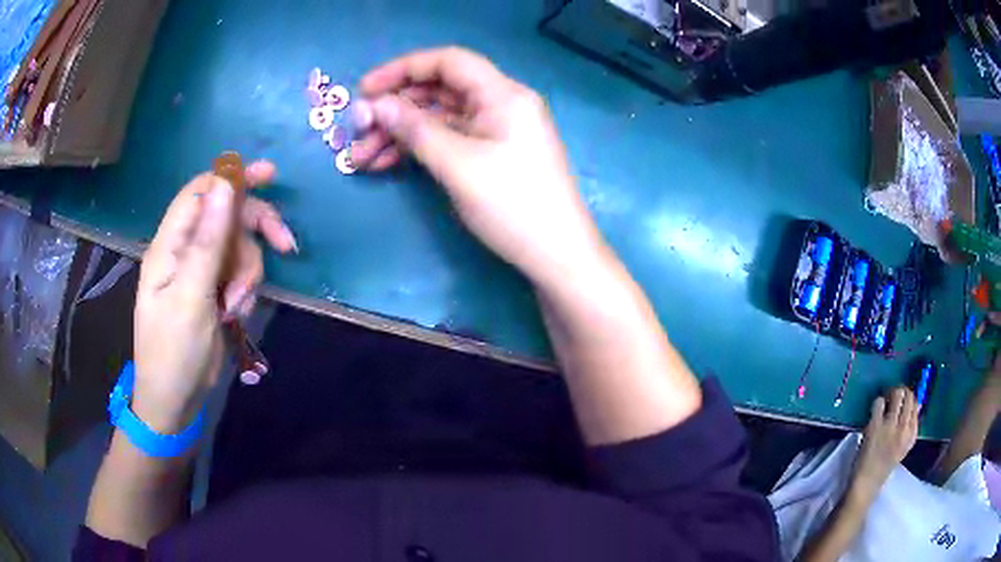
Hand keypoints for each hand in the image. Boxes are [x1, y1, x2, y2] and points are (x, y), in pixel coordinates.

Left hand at [133, 161, 294, 432]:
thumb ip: (208, 241)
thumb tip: (225, 185)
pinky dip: (245, 290)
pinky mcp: (213, 291)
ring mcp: (200, 272)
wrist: (174, 400)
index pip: (201, 192)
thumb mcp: (191, 297)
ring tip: (237, 306)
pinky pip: (239, 275)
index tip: (270, 177)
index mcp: (170, 245)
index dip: (232, 178)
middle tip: (285, 244)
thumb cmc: (173, 352)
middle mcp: (185, 251)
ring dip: (248, 273)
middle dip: (255, 230)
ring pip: (238, 249)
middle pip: (227, 217)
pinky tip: (236, 314)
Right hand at [351, 47, 602, 283]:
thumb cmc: (513, 206)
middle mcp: (500, 104)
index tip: (364, 89)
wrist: (557, 255)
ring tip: (360, 159)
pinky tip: (384, 165)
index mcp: (502, 94)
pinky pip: (447, 140)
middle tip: (356, 132)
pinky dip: (417, 149)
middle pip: (439, 91)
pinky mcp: (490, 154)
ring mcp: (495, 130)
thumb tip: (377, 106)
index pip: (448, 62)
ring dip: (398, 134)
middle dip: (394, 109)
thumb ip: (415, 130)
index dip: (403, 68)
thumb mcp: (458, 165)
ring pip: (438, 118)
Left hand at [852, 387, 918, 500]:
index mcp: (911, 436)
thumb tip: (917, 405)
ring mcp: (889, 426)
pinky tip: (875, 412)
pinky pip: (879, 402)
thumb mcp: (902, 448)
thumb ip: (910, 429)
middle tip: (894, 397)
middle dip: (902, 392)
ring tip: (886, 401)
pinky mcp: (875, 426)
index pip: (916, 406)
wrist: (865, 486)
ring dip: (891, 394)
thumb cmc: (883, 469)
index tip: (904, 402)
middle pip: (908, 397)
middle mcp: (903, 428)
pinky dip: (877, 402)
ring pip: (896, 395)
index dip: (910, 400)